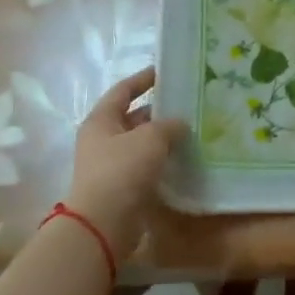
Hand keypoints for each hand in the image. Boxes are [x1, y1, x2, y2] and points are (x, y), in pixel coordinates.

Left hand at [65, 67, 185, 252]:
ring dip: (164, 138)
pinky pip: (146, 166)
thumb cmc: (122, 170)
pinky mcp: (122, 188)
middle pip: (133, 117)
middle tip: (189, 105)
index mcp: (101, 120)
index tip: (165, 71)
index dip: (143, 79)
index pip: (123, 90)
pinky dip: (163, 161)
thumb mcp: (151, 138)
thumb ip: (169, 125)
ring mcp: (111, 165)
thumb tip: (180, 124)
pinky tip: (185, 159)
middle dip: (159, 111)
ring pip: (142, 143)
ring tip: (193, 131)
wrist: (104, 223)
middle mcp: (102, 140)